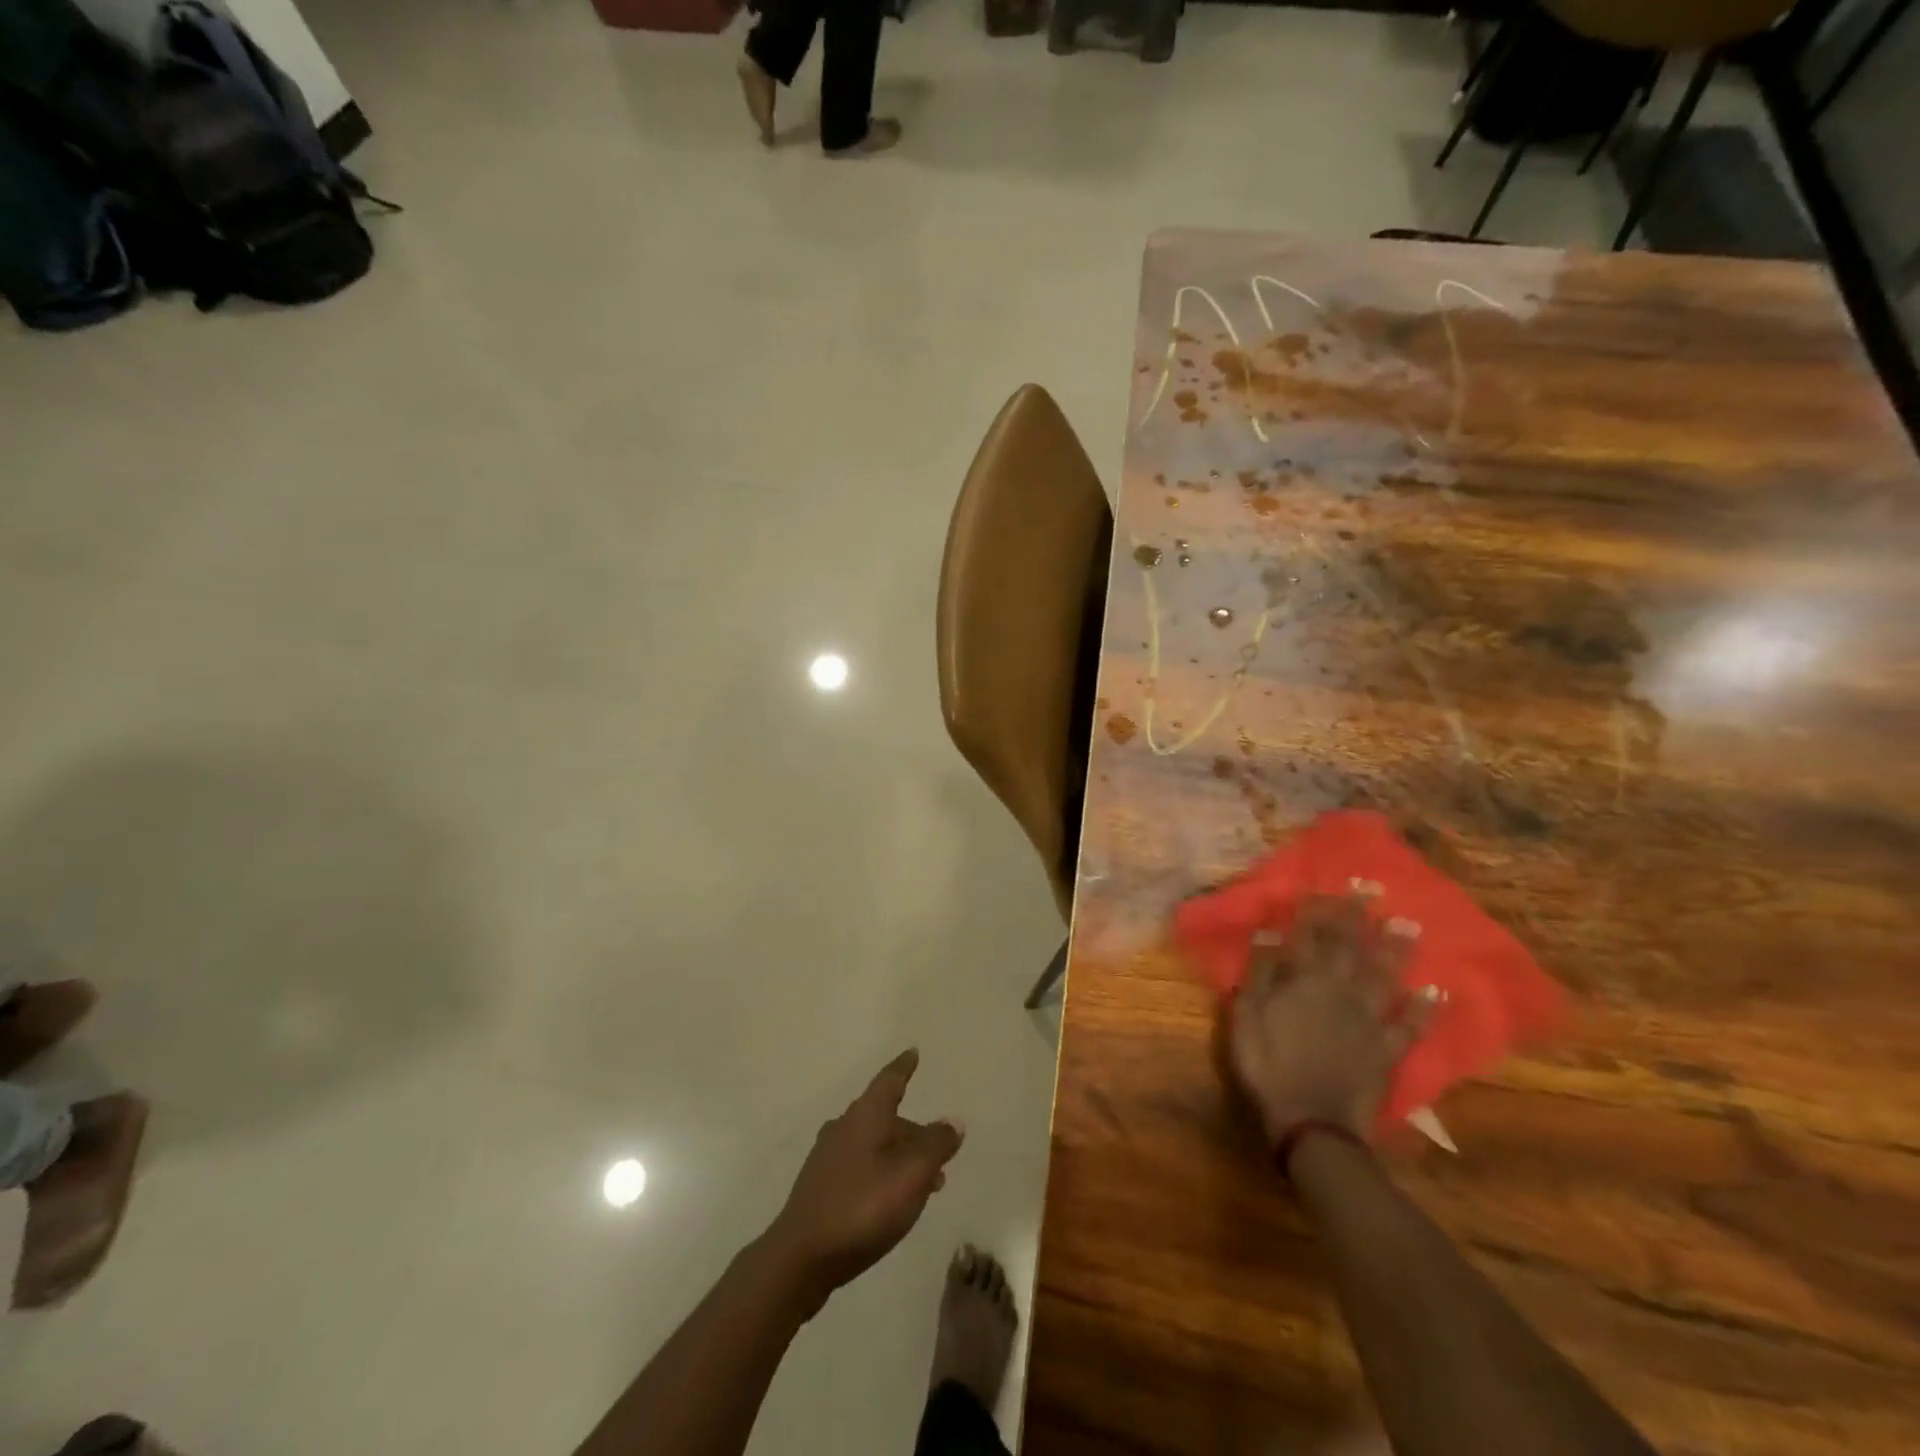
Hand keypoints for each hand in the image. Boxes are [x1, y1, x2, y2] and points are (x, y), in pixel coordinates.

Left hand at [764, 1049, 963, 1311]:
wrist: (801, 1257)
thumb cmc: (862, 1206)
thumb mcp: (912, 1174)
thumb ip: (936, 1144)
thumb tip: (953, 1120)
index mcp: (865, 1115)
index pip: (890, 1080)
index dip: (904, 1067)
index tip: (913, 1053)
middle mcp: (844, 1127)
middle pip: (884, 1116)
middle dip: (912, 1130)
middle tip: (939, 1147)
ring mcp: (828, 1157)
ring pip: (874, 1144)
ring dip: (900, 1156)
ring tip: (927, 1181)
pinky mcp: (820, 1187)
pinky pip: (861, 1166)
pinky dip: (882, 1172)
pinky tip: (893, 1199)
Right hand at [1229, 895, 1437, 1144]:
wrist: (1312, 1123)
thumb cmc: (1268, 1066)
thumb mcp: (1247, 1017)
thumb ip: (1260, 974)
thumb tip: (1270, 934)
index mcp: (1303, 981)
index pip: (1309, 936)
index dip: (1315, 910)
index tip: (1323, 885)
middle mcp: (1340, 991)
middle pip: (1349, 947)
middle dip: (1357, 916)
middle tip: (1369, 888)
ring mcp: (1369, 1019)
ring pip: (1384, 976)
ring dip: (1396, 949)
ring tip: (1408, 924)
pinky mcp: (1387, 1049)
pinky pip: (1410, 1025)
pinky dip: (1425, 1008)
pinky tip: (1437, 991)